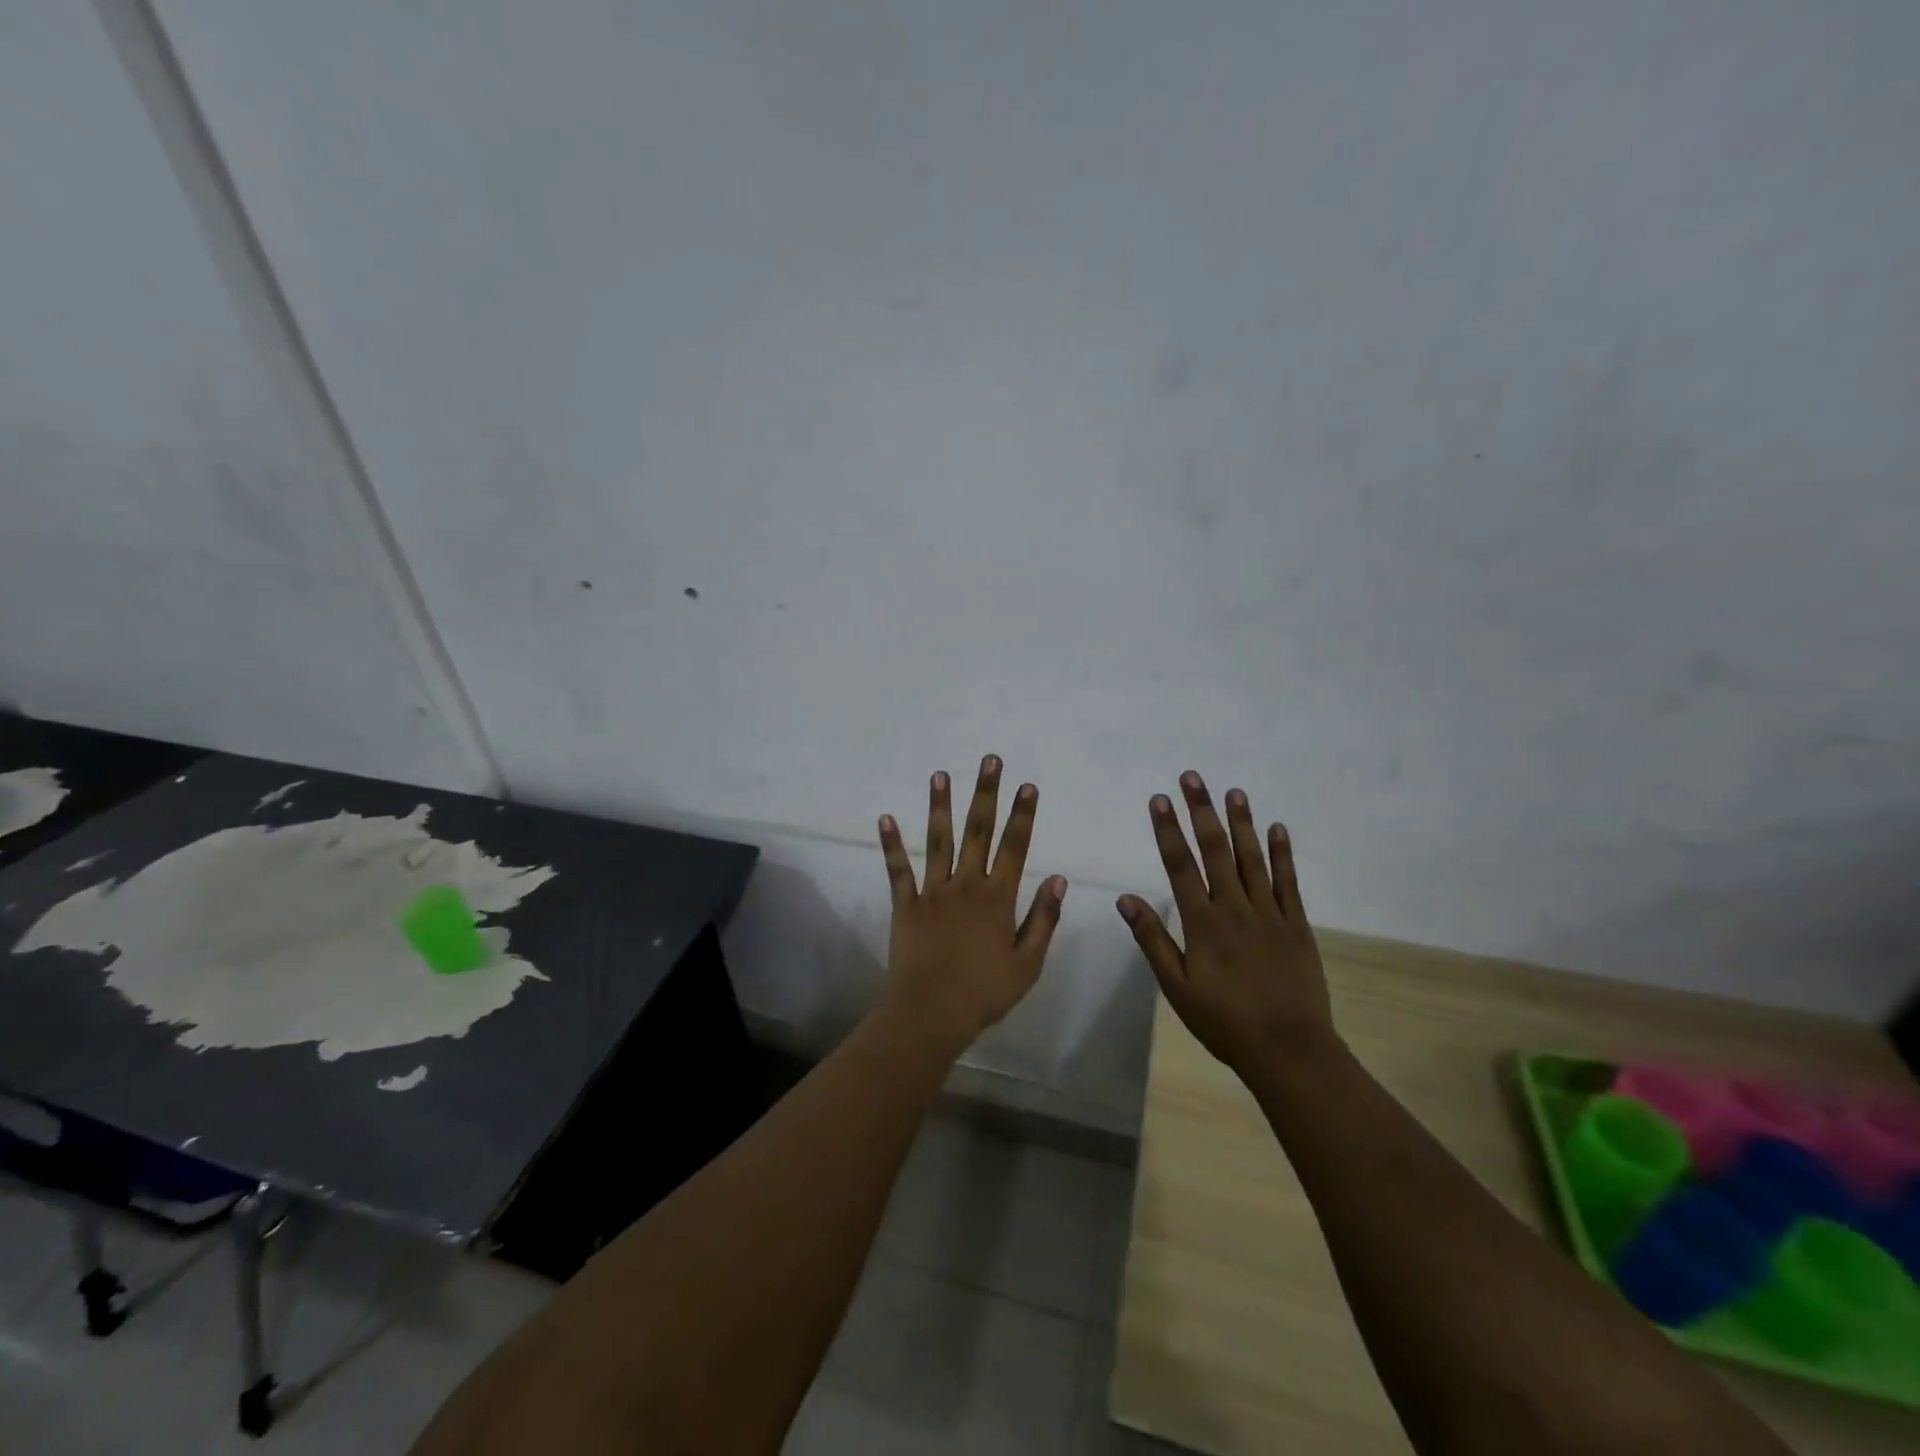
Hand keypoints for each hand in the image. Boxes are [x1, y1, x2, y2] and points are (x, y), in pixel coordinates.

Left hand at [877, 755, 1067, 1049]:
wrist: (931, 1014)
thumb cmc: (985, 992)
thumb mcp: (1028, 963)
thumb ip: (1043, 918)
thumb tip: (1058, 878)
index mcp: (997, 898)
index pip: (1014, 847)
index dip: (1022, 815)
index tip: (1027, 785)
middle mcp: (965, 885)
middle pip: (978, 831)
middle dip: (986, 793)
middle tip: (989, 760)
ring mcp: (932, 892)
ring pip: (938, 840)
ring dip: (940, 806)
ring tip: (940, 774)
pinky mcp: (905, 904)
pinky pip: (898, 869)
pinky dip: (891, 844)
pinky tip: (885, 817)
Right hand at [1117, 772, 1334, 1073]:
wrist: (1289, 1050)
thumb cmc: (1224, 1021)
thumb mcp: (1177, 988)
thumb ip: (1152, 940)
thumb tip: (1125, 899)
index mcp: (1203, 923)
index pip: (1180, 866)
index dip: (1168, 830)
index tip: (1159, 799)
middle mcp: (1235, 909)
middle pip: (1216, 851)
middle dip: (1202, 812)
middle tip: (1193, 778)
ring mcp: (1270, 914)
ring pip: (1253, 859)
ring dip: (1242, 823)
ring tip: (1233, 792)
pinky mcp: (1297, 925)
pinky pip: (1288, 882)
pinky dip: (1282, 854)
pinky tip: (1277, 829)